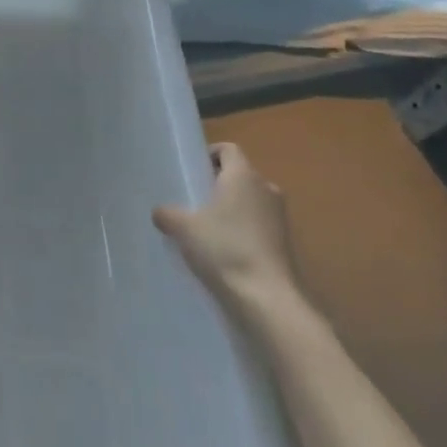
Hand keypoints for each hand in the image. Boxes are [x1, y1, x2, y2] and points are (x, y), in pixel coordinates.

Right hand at [153, 142, 298, 311]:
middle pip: (240, 175)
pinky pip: (259, 224)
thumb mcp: (183, 228)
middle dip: (218, 184)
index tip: (192, 171)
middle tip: (193, 200)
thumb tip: (160, 212)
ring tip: (206, 228)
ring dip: (231, 208)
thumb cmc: (224, 248)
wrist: (267, 298)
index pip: (228, 149)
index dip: (209, 154)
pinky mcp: (285, 242)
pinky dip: (243, 230)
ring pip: (250, 201)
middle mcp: (266, 188)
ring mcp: (280, 216)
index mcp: (243, 175)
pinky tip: (224, 250)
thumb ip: (167, 213)